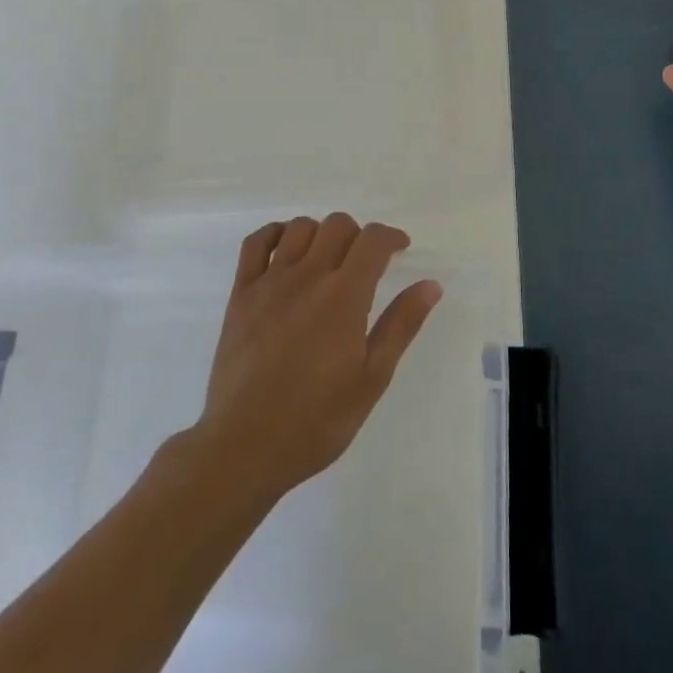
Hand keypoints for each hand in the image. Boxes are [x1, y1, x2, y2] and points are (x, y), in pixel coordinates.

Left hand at [188, 214, 440, 503]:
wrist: (244, 446)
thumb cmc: (316, 420)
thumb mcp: (372, 379)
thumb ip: (401, 325)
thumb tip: (430, 285)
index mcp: (344, 296)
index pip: (373, 240)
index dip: (392, 236)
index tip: (400, 250)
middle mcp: (307, 276)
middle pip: (338, 225)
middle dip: (359, 235)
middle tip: (364, 264)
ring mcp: (269, 282)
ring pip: (300, 228)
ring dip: (321, 234)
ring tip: (327, 260)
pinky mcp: (241, 294)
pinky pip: (255, 243)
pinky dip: (275, 234)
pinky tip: (286, 251)